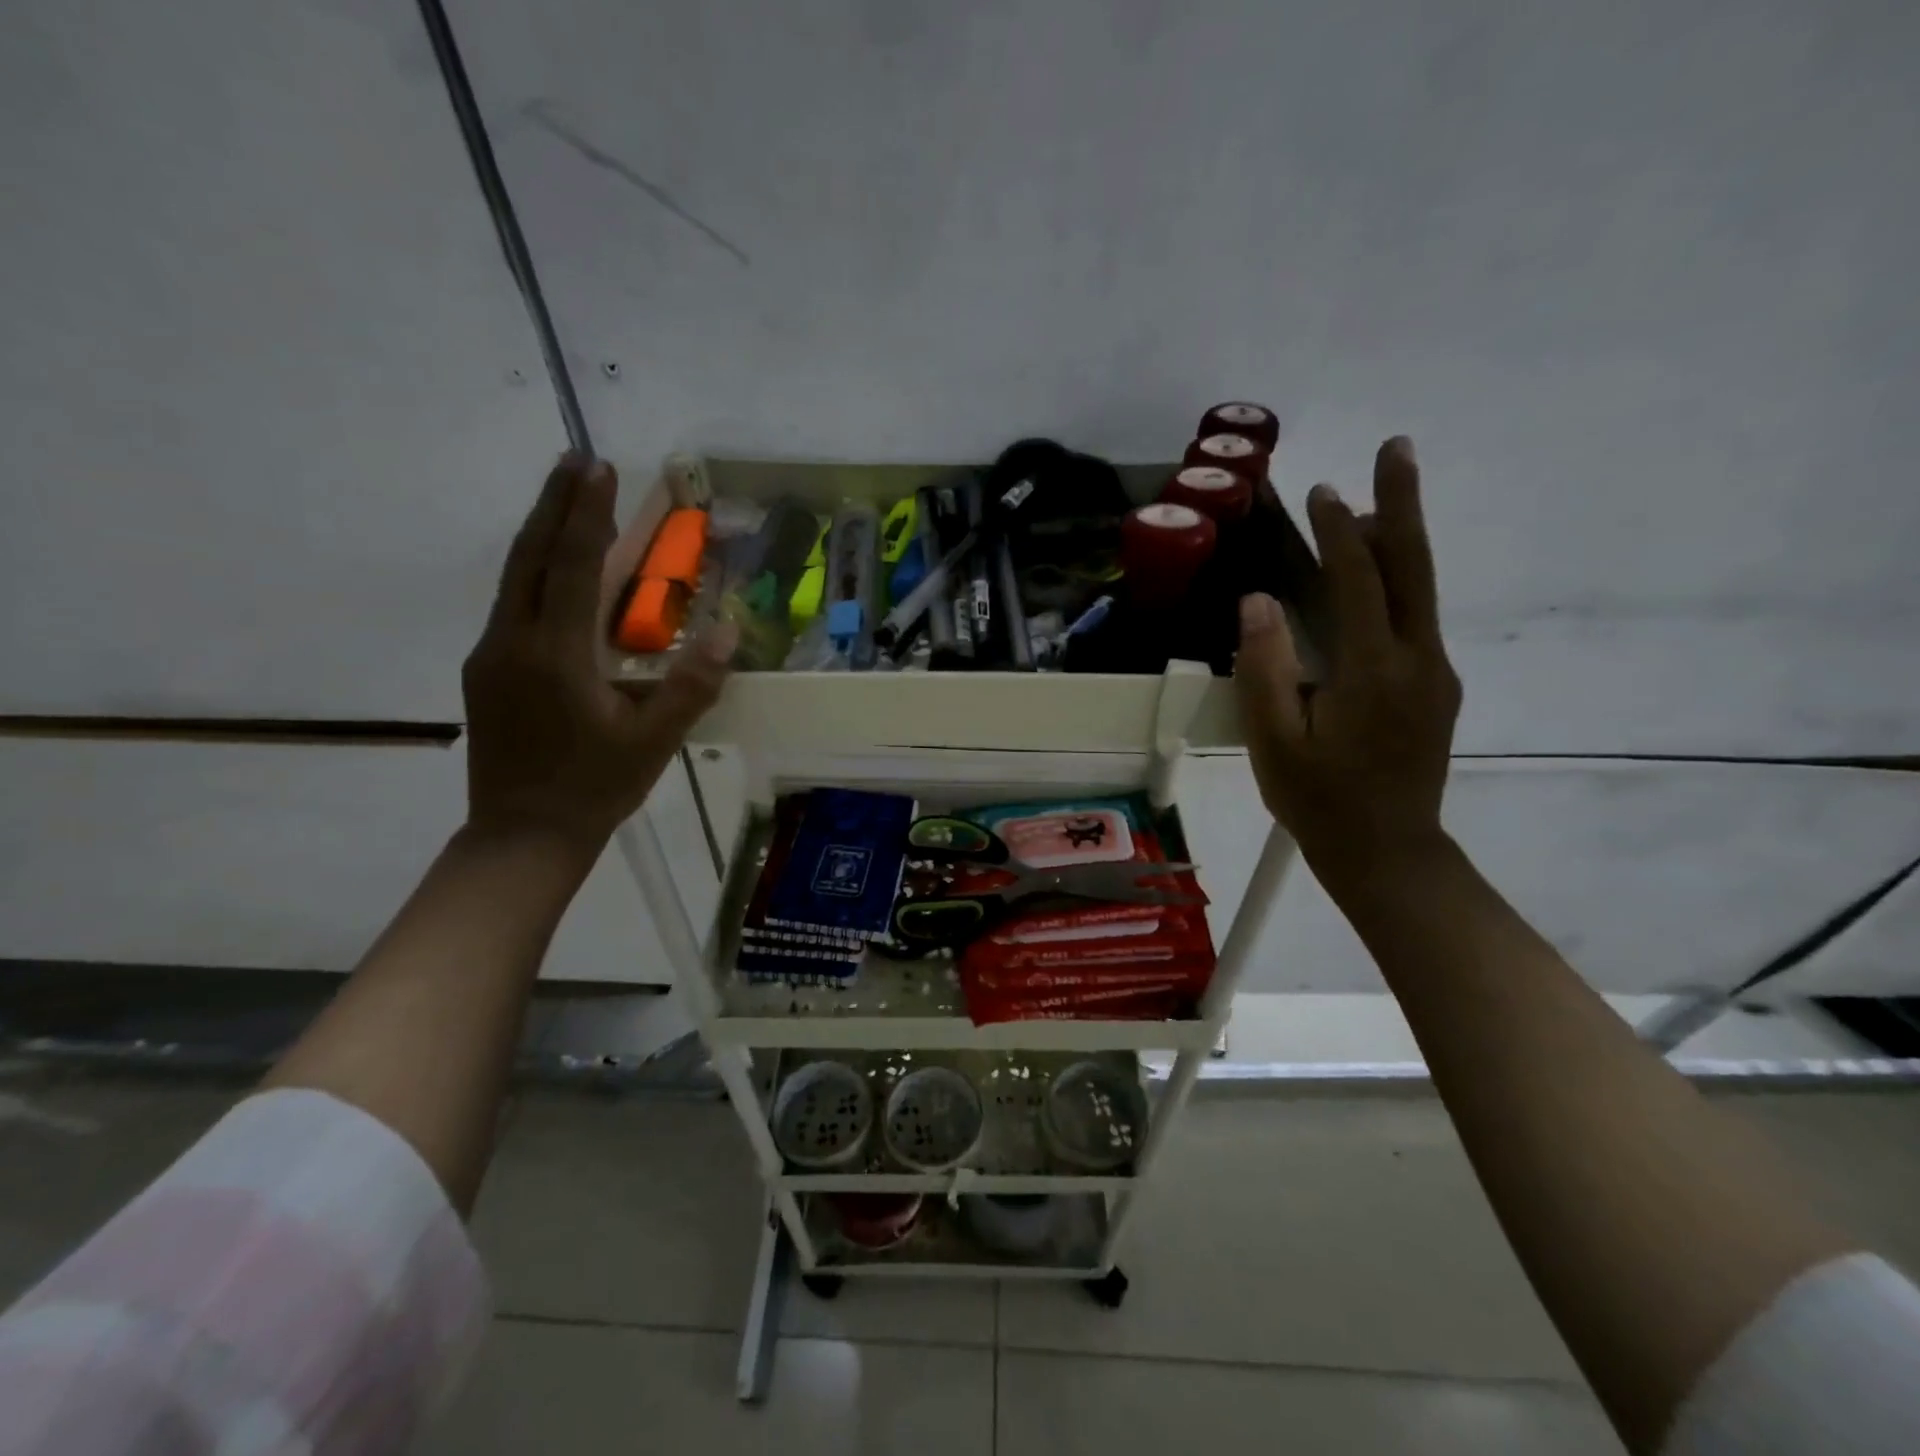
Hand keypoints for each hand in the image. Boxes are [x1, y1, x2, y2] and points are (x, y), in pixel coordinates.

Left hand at [462, 453, 734, 850]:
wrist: (522, 836)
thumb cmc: (595, 788)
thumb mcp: (654, 741)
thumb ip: (691, 685)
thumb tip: (726, 629)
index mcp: (555, 656)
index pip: (570, 567)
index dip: (586, 515)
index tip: (599, 468)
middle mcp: (513, 642)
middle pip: (529, 557)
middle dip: (554, 504)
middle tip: (577, 460)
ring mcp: (493, 656)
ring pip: (514, 578)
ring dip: (541, 532)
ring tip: (567, 499)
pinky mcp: (488, 672)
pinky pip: (514, 605)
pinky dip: (536, 571)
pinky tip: (556, 570)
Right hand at [1233, 437, 1460, 899]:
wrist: (1389, 854)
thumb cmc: (1320, 802)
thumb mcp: (1274, 742)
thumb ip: (1264, 669)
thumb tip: (1257, 601)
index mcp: (1374, 670)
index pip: (1359, 580)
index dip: (1339, 532)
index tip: (1321, 491)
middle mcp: (1418, 659)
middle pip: (1414, 567)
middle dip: (1402, 505)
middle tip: (1397, 448)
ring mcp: (1435, 675)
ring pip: (1421, 592)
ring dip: (1400, 543)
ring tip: (1374, 508)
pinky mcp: (1437, 691)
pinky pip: (1417, 621)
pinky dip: (1397, 586)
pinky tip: (1373, 586)